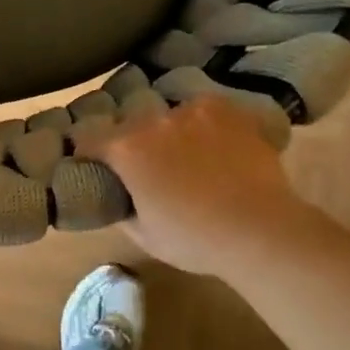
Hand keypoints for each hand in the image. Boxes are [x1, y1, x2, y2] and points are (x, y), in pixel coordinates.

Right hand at [79, 96, 334, 277]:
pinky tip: (218, 146)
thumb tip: (119, 196)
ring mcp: (193, 110)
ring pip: (170, 117)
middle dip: (134, 144)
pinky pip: (205, 112)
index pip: (88, 139)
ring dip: (170, 133)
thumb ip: (122, 207)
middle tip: (150, 169)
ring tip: (189, 157)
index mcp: (126, 149)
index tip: (96, 168)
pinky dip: (205, 126)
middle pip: (131, 126)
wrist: (261, 230)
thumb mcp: (143, 235)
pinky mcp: (228, 110)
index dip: (88, 155)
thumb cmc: (195, 239)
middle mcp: (154, 120)